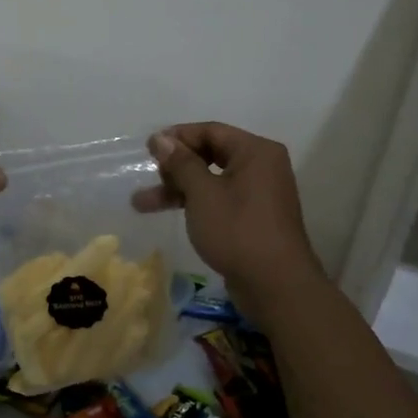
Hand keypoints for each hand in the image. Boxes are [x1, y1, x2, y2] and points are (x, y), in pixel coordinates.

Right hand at [131, 122, 322, 316]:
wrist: (276, 286)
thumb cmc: (238, 230)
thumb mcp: (202, 194)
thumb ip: (181, 163)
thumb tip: (161, 139)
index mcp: (255, 151)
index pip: (211, 131)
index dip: (177, 137)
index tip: (148, 149)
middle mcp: (261, 166)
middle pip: (211, 154)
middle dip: (175, 167)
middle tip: (149, 176)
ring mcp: (259, 194)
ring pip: (211, 181)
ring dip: (179, 189)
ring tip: (141, 203)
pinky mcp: (253, 218)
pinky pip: (220, 200)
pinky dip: (196, 204)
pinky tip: (171, 214)